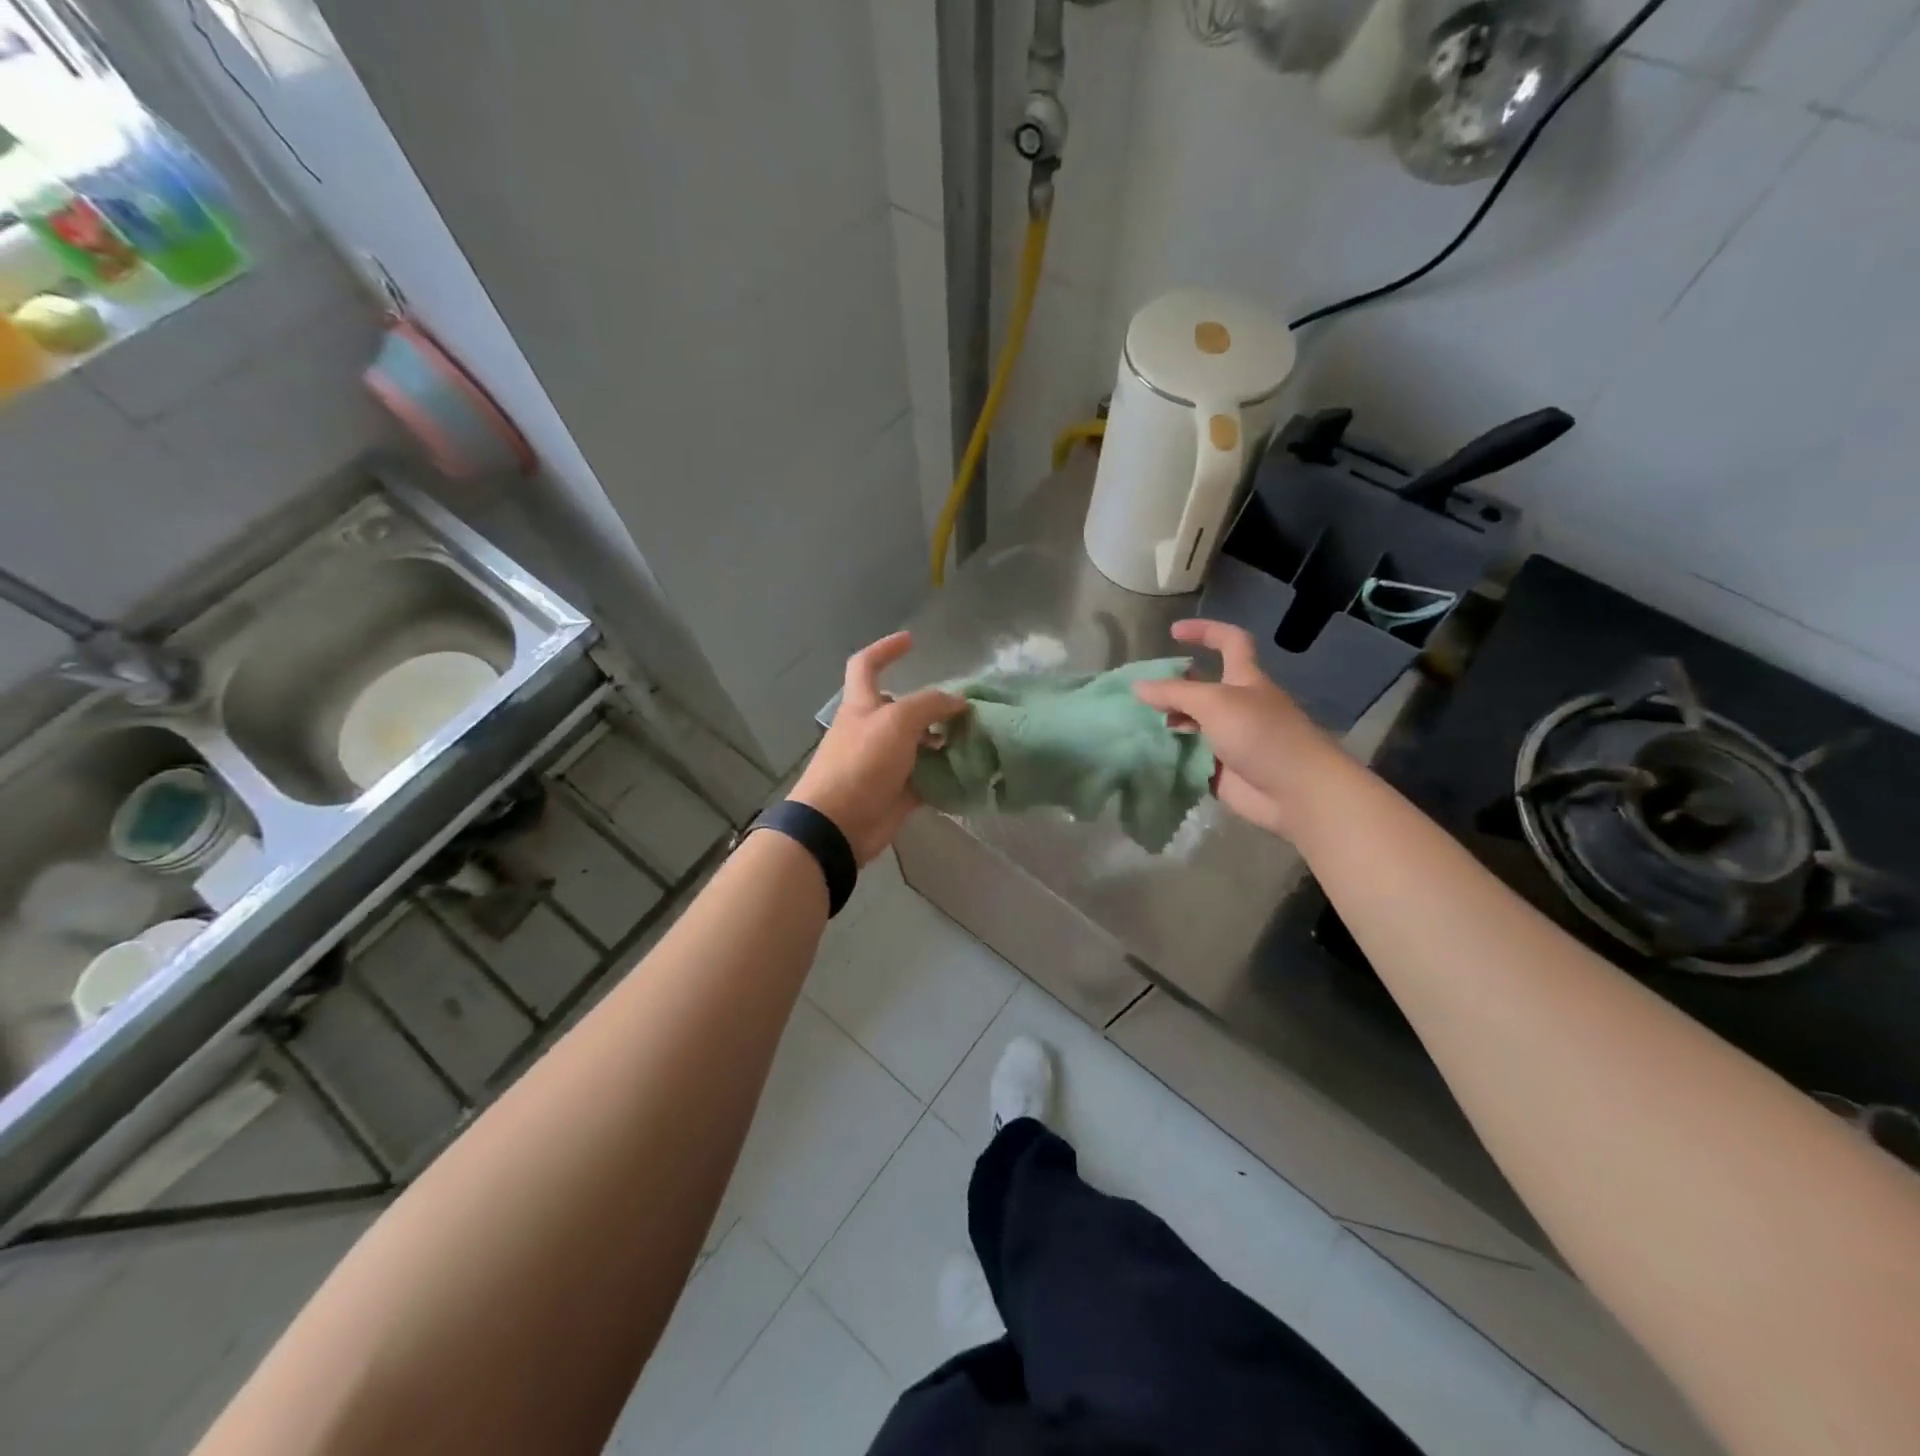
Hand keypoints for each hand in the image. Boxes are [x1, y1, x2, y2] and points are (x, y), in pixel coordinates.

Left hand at [790, 632, 966, 863]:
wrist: (838, 824)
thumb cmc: (861, 763)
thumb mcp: (896, 721)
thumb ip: (929, 705)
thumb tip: (958, 701)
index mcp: (861, 705)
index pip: (866, 665)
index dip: (885, 649)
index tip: (912, 641)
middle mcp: (871, 730)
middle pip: (901, 708)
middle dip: (931, 705)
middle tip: (965, 707)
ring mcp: (883, 763)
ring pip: (918, 744)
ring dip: (944, 740)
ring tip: (975, 738)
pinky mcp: (896, 792)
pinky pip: (925, 777)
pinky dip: (945, 773)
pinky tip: (970, 770)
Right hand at [1133, 620, 1340, 840]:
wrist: (1296, 792)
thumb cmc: (1261, 735)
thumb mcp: (1215, 703)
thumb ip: (1175, 693)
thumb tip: (1137, 686)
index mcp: (1244, 679)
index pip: (1229, 642)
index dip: (1205, 631)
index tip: (1173, 632)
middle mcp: (1237, 706)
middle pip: (1201, 687)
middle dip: (1173, 686)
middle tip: (1140, 693)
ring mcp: (1229, 739)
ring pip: (1192, 724)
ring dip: (1167, 722)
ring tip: (1136, 724)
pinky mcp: (1220, 770)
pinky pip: (1189, 757)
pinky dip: (1170, 754)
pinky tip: (1146, 753)